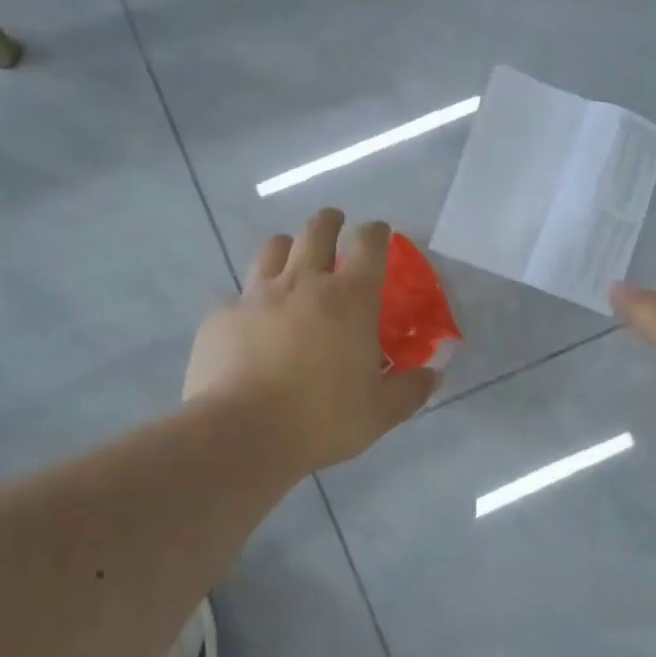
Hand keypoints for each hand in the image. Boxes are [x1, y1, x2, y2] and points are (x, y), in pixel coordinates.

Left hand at [185, 209, 438, 471]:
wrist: (242, 434)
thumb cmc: (322, 420)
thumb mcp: (380, 412)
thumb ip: (410, 390)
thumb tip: (434, 377)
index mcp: (349, 299)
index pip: (368, 244)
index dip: (375, 232)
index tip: (378, 232)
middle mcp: (303, 283)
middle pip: (317, 230)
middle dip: (329, 221)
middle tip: (334, 226)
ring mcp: (257, 295)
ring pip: (272, 248)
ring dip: (287, 248)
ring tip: (291, 260)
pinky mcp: (221, 316)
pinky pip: (237, 295)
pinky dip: (249, 301)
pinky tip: (250, 324)